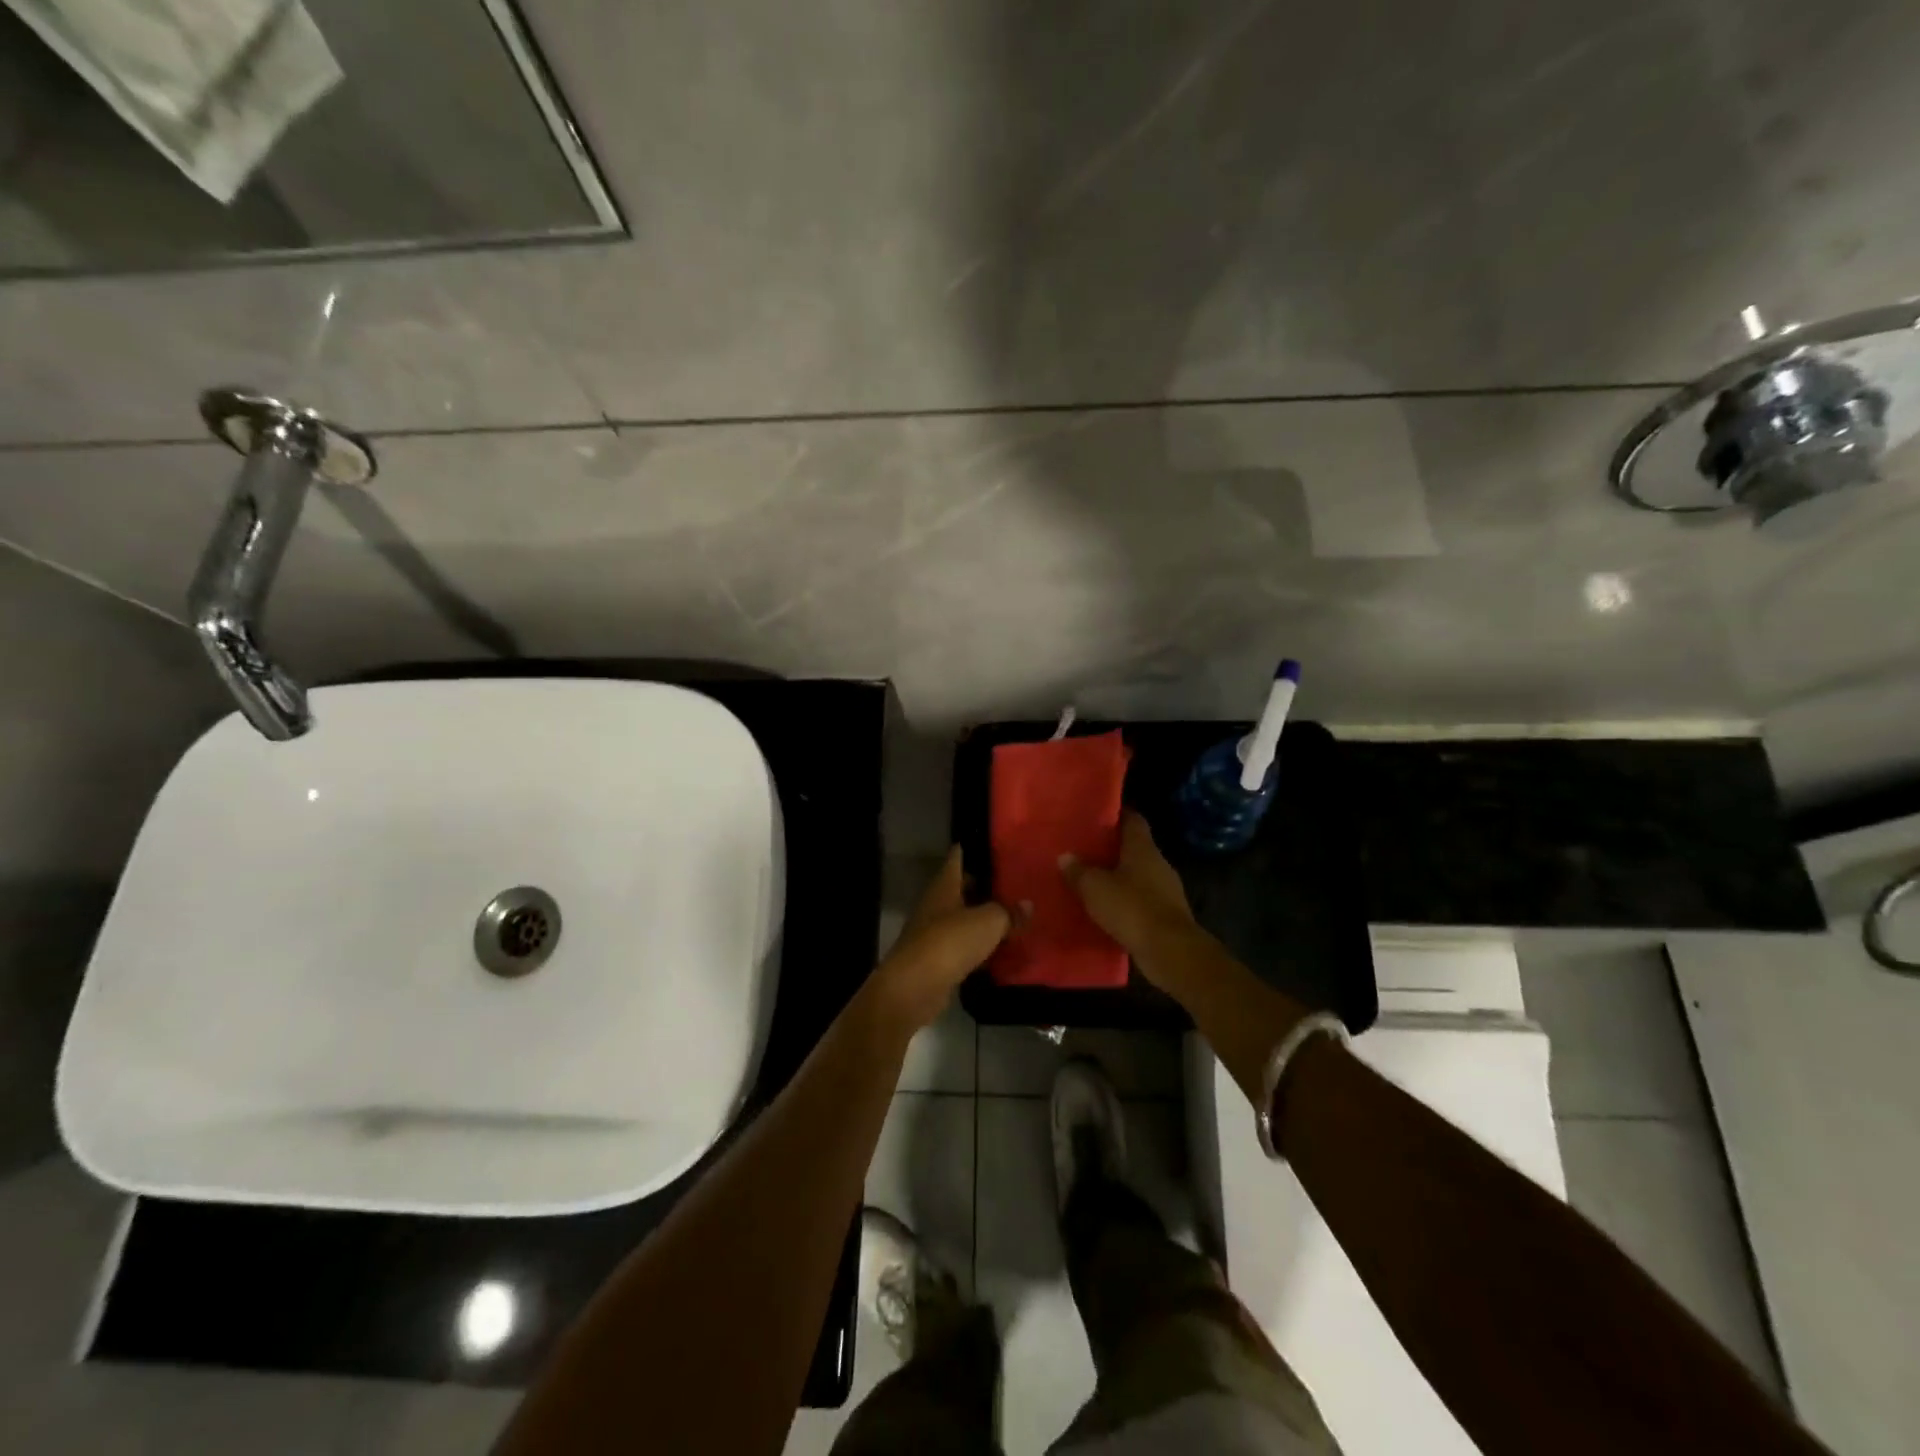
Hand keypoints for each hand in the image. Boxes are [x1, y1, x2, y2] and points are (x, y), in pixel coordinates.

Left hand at [867, 848, 1010, 1033]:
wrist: (916, 987)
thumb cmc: (951, 941)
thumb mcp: (989, 922)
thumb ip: (1008, 912)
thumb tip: (1027, 905)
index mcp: (944, 885)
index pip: (958, 858)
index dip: (974, 849)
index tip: (996, 846)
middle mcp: (935, 904)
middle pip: (961, 889)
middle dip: (984, 887)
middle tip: (1014, 884)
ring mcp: (933, 933)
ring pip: (963, 919)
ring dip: (982, 920)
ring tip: (1014, 917)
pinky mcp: (937, 960)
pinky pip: (963, 947)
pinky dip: (979, 948)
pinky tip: (1000, 951)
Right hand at [1061, 811, 1197, 964]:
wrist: (1170, 951)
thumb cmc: (1131, 908)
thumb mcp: (1095, 888)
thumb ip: (1079, 871)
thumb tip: (1065, 856)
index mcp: (1143, 848)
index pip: (1133, 819)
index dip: (1117, 815)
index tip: (1098, 815)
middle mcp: (1158, 863)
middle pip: (1135, 848)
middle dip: (1113, 849)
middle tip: (1086, 850)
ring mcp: (1166, 890)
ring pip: (1139, 876)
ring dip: (1119, 878)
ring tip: (1093, 880)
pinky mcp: (1167, 915)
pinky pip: (1142, 901)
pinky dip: (1127, 903)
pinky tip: (1108, 910)